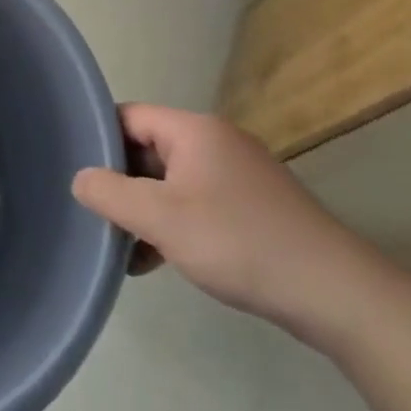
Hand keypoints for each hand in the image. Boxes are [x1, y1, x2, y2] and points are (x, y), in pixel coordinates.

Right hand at [71, 104, 377, 337]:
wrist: (337, 294)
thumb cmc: (239, 242)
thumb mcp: (160, 217)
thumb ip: (109, 193)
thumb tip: (80, 178)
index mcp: (194, 130)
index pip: (127, 116)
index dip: (97, 140)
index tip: (73, 171)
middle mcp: (216, 142)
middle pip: (147, 149)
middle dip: (119, 181)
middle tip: (93, 214)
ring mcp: (237, 175)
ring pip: (169, 181)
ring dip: (144, 210)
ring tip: (121, 246)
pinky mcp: (252, 207)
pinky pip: (195, 203)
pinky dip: (171, 225)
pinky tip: (155, 260)